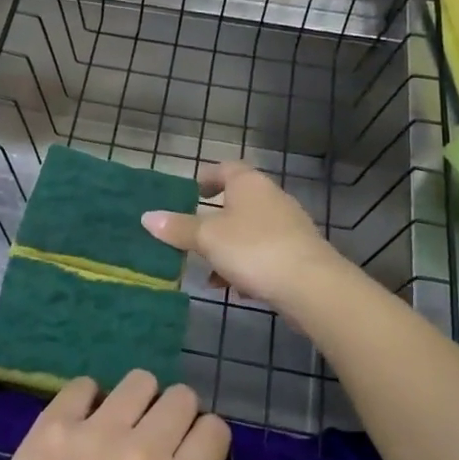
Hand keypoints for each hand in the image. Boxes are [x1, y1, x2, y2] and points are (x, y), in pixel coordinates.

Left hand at [0, 372, 317, 459]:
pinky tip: (85, 431)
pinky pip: (84, 384)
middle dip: (175, 421)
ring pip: (138, 381)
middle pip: (181, 397)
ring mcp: (92, 432)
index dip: (205, 445)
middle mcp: (140, 449)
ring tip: (122, 436)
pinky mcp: (53, 425)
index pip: (214, 427)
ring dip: (138, 404)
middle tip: (155, 452)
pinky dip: (89, 401)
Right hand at [141, 161, 344, 309]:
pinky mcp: (298, 253)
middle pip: (237, 203)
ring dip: (227, 249)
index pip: (225, 169)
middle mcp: (271, 198)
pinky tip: (235, 289)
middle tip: (190, 237)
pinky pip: (264, 254)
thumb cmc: (253, 249)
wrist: (311, 285)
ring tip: (208, 273)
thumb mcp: (207, 238)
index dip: (206, 178)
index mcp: (249, 184)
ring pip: (248, 232)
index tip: (190, 193)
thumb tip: (147, 217)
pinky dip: (246, 267)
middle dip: (213, 222)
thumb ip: (178, 228)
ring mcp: (288, 226)